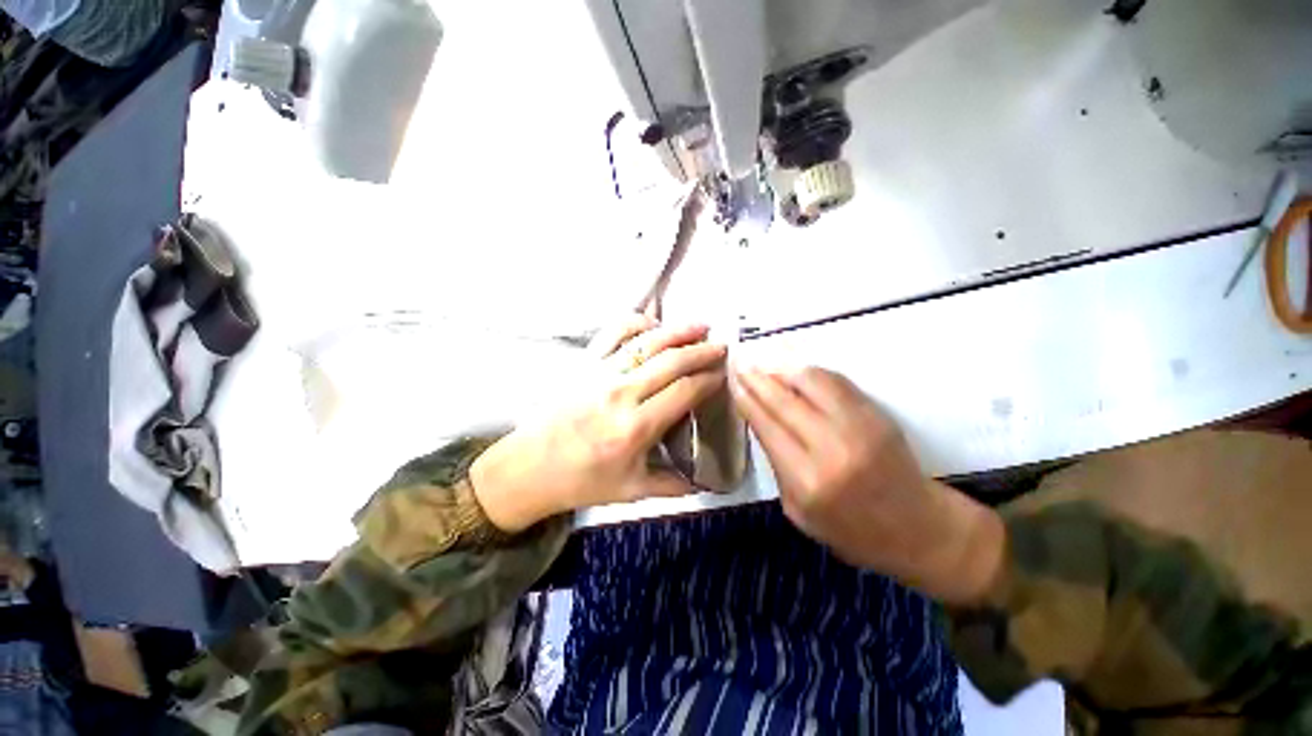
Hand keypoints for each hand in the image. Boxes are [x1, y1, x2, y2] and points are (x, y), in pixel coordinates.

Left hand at [470, 315, 726, 531]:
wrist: (530, 468)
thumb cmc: (582, 481)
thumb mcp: (632, 491)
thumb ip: (673, 485)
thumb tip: (703, 482)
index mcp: (636, 427)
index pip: (684, 392)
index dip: (709, 380)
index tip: (723, 374)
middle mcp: (621, 393)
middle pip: (672, 361)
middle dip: (702, 350)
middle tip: (722, 346)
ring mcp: (600, 372)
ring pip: (648, 341)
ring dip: (678, 330)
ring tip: (700, 326)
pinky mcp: (584, 362)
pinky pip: (614, 332)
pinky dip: (637, 322)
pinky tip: (654, 325)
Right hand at [731, 367, 1003, 604]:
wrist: (919, 530)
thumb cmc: (851, 531)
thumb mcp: (798, 511)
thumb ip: (776, 465)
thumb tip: (761, 422)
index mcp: (806, 480)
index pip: (767, 426)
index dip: (747, 401)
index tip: (733, 383)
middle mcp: (831, 448)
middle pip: (784, 401)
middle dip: (758, 379)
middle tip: (741, 364)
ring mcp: (859, 428)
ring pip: (811, 383)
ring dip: (784, 369)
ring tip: (767, 364)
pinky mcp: (878, 416)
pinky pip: (837, 383)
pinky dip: (812, 373)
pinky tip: (797, 371)